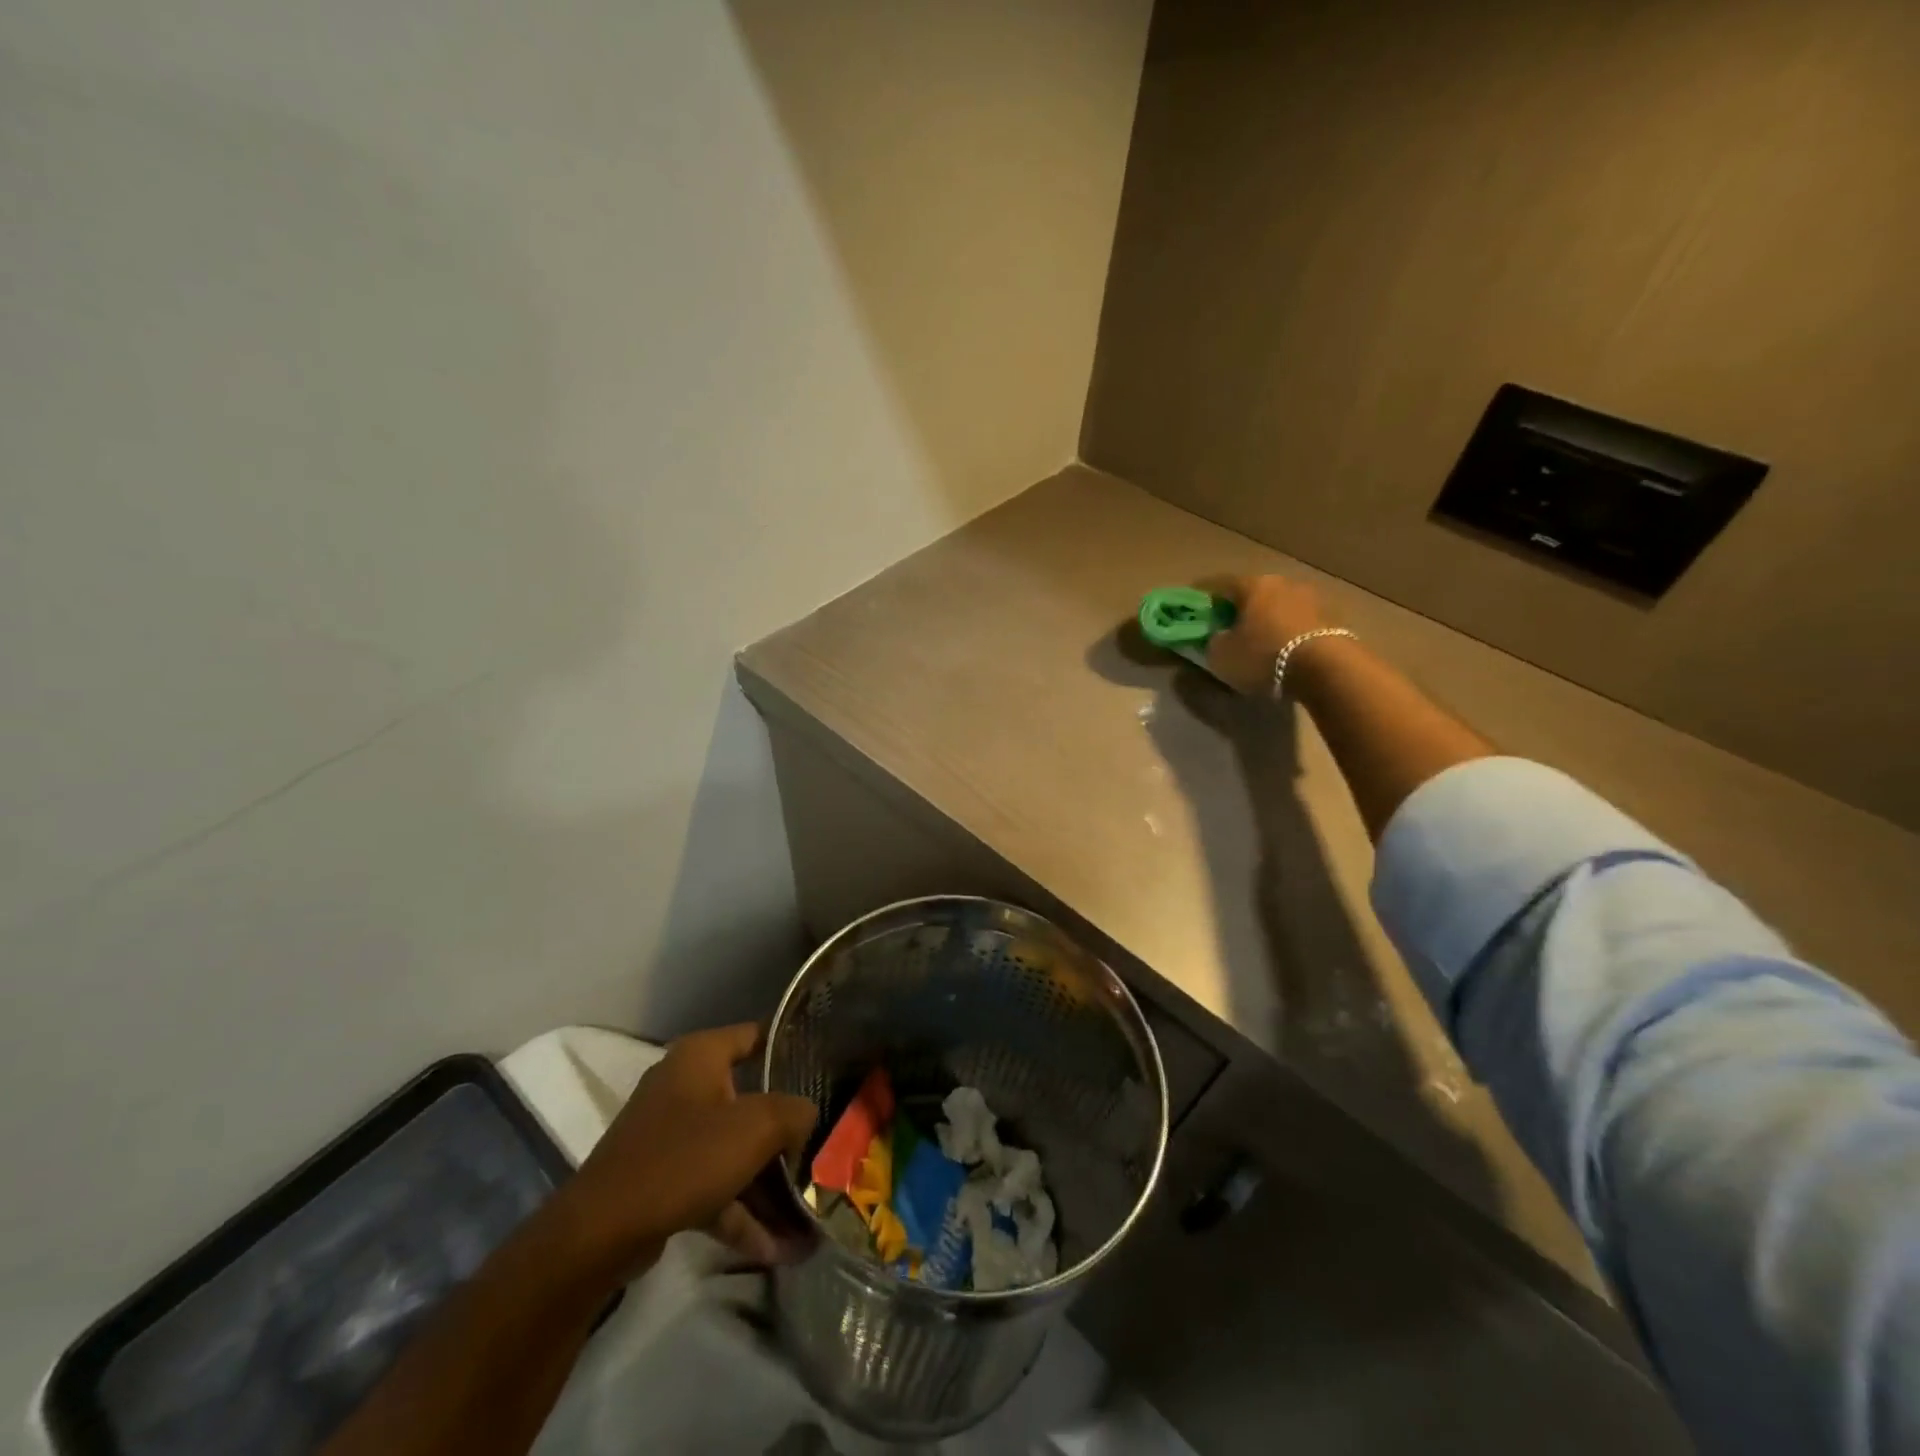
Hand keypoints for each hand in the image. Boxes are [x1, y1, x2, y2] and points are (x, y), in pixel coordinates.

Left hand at [554, 1023, 816, 1276]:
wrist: (601, 1233)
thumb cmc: (685, 1157)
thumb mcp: (756, 1127)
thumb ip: (794, 1112)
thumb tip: (807, 1116)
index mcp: (701, 1056)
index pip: (755, 1035)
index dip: (789, 1046)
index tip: (823, 1065)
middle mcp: (684, 1085)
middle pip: (749, 1099)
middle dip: (786, 1130)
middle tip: (822, 1146)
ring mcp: (670, 1135)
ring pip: (732, 1150)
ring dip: (767, 1183)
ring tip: (806, 1216)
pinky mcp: (661, 1179)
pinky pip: (712, 1186)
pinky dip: (740, 1211)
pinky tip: (774, 1247)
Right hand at [1206, 575, 1335, 694]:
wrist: (1326, 668)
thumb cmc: (1264, 655)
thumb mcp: (1222, 655)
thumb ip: (1213, 642)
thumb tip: (1217, 637)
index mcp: (1252, 585)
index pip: (1219, 584)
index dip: (1203, 594)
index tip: (1193, 602)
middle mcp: (1282, 583)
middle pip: (1253, 592)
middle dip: (1238, 606)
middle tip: (1226, 623)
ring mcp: (1310, 599)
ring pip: (1278, 606)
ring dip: (1266, 618)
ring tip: (1256, 638)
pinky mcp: (1330, 619)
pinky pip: (1297, 622)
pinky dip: (1285, 631)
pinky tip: (1280, 648)